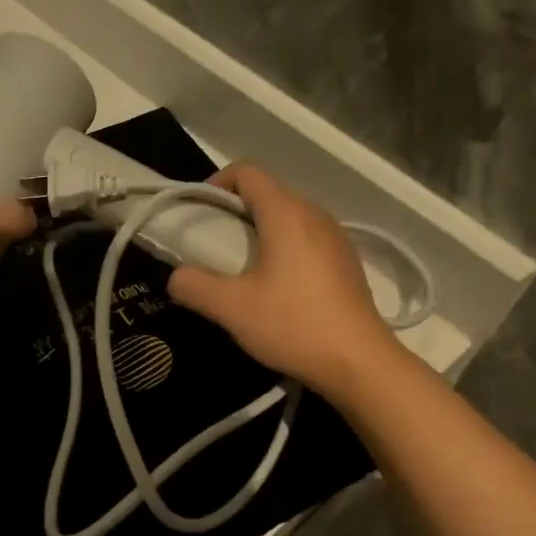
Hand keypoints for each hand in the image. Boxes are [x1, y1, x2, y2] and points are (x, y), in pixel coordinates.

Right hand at [167, 165, 394, 396]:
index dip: (217, 184)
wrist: (358, 362)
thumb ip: (194, 286)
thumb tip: (177, 277)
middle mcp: (315, 215)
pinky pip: (306, 241)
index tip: (199, 214)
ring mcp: (336, 238)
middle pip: (268, 194)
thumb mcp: (231, 308)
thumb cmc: (293, 324)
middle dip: (235, 213)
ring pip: (289, 219)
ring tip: (241, 269)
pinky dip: (284, 250)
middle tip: (212, 247)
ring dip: (260, 233)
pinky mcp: (346, 262)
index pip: (247, 173)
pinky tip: (276, 288)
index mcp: (286, 213)